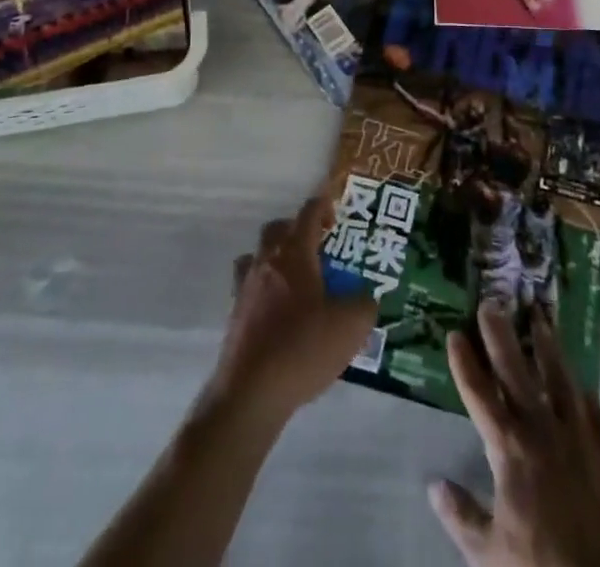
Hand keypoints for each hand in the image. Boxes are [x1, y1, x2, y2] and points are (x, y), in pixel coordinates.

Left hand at [208, 196, 377, 424]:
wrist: (250, 393)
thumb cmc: (303, 348)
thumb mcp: (350, 327)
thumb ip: (363, 304)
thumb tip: (365, 298)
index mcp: (295, 254)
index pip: (308, 213)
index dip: (322, 206)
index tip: (335, 211)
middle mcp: (267, 262)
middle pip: (277, 229)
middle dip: (297, 231)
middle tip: (318, 248)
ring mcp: (245, 288)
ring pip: (258, 256)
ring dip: (276, 258)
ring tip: (296, 280)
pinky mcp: (234, 316)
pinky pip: (249, 287)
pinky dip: (264, 290)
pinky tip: (280, 313)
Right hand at [430, 305, 599, 566]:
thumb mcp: (488, 555)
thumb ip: (461, 516)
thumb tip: (434, 486)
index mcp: (509, 449)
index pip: (479, 394)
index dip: (464, 362)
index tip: (454, 332)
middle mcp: (542, 429)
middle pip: (516, 370)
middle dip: (500, 334)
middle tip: (491, 302)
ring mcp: (579, 435)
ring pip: (559, 376)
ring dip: (547, 344)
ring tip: (540, 315)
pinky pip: (593, 408)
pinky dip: (582, 391)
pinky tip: (580, 380)